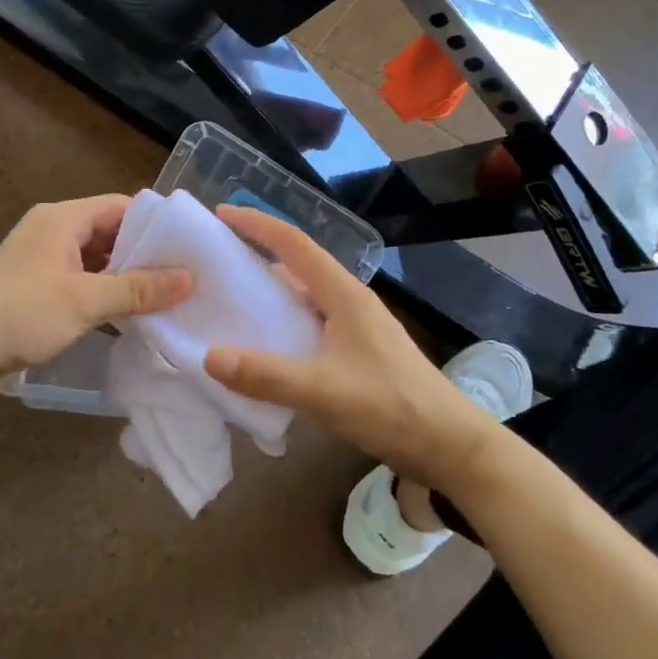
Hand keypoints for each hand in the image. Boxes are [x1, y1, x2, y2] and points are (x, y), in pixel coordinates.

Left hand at [0, 195, 191, 378]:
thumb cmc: (23, 313)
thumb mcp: (86, 300)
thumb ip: (138, 289)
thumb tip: (189, 279)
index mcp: (62, 219)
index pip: (120, 206)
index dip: (154, 224)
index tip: (187, 246)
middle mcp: (53, 230)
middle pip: (109, 232)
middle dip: (143, 254)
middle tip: (184, 275)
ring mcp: (44, 259)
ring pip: (96, 259)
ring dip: (125, 276)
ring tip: (166, 295)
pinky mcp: (38, 286)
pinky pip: (82, 280)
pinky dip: (105, 292)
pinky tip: (131, 313)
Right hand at [203, 205, 509, 496]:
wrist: (449, 444)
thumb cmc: (391, 405)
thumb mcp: (323, 391)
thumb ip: (266, 375)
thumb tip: (209, 355)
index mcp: (344, 294)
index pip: (295, 244)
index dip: (258, 225)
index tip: (223, 213)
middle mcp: (349, 302)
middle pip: (298, 266)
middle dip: (259, 255)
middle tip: (217, 260)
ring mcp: (356, 327)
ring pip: (305, 297)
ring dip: (271, 293)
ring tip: (231, 301)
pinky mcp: (359, 352)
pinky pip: (311, 325)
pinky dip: (284, 325)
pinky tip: (266, 346)